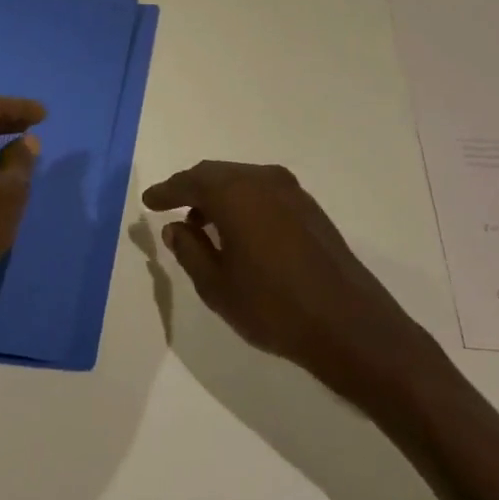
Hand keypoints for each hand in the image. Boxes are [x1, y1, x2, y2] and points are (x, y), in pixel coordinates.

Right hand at [142, 162, 425, 393]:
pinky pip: (263, 192)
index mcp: (235, 193)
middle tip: (171, 207)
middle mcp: (263, 180)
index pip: (189, 182)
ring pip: (242, 181)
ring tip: (202, 226)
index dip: (165, 191)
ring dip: (218, 196)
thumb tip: (176, 226)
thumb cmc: (273, 307)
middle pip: (216, 174)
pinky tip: (239, 232)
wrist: (349, 325)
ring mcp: (291, 191)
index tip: (148, 201)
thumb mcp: (217, 286)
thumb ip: (190, 250)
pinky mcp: (310, 208)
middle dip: (191, 188)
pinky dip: (243, 203)